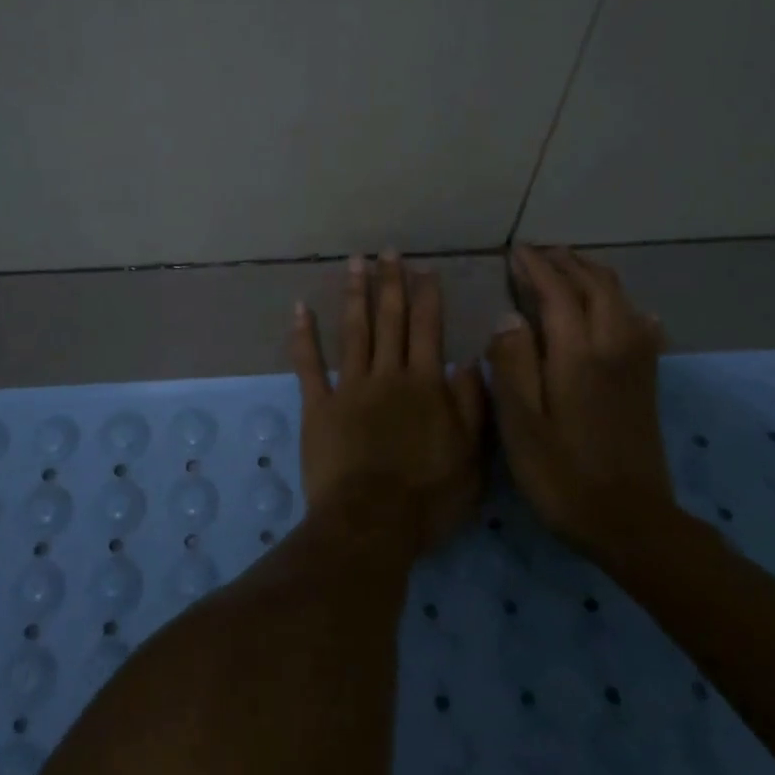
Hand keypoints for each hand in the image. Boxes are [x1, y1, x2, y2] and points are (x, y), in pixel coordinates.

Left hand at [289, 253, 487, 553]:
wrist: (372, 522)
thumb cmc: (428, 497)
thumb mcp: (472, 457)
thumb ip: (473, 406)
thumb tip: (471, 362)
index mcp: (425, 385)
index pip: (428, 329)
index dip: (427, 297)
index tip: (424, 268)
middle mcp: (387, 375)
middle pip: (390, 320)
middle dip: (390, 283)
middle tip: (387, 252)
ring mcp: (349, 387)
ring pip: (354, 331)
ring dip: (355, 294)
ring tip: (355, 262)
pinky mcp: (318, 406)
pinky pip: (309, 364)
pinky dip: (304, 335)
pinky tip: (301, 308)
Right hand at [487, 246, 674, 556]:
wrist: (631, 521)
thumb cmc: (562, 475)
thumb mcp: (521, 423)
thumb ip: (512, 363)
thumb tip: (508, 317)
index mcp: (579, 354)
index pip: (558, 293)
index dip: (536, 268)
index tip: (515, 252)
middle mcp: (614, 347)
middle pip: (596, 287)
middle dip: (568, 263)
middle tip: (540, 252)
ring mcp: (636, 364)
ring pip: (622, 301)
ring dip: (595, 277)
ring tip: (572, 267)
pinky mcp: (646, 383)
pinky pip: (641, 327)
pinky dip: (626, 306)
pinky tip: (629, 312)